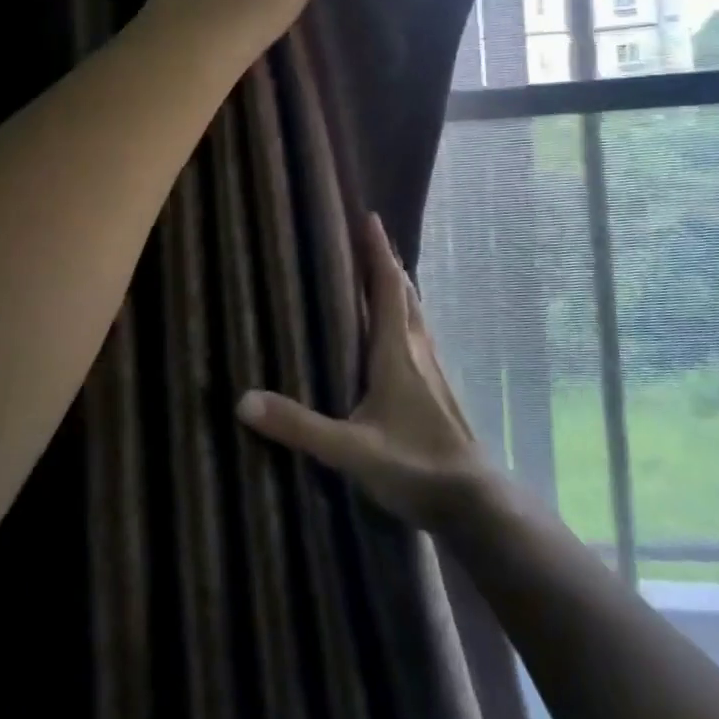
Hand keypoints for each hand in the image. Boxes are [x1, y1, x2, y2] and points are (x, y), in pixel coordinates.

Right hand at [236, 213, 497, 531]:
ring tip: (378, 273)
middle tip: (367, 237)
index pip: (388, 287)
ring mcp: (433, 370)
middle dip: (386, 261)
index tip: (369, 217)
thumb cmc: (415, 466)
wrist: (474, 501)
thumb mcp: (350, 450)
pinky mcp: (438, 388)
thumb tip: (244, 400)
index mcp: (398, 353)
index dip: (378, 251)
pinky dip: (404, 315)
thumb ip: (298, 427)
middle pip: (404, 293)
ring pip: (415, 314)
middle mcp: (418, 351)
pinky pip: (418, 335)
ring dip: (398, 287)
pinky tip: (393, 335)